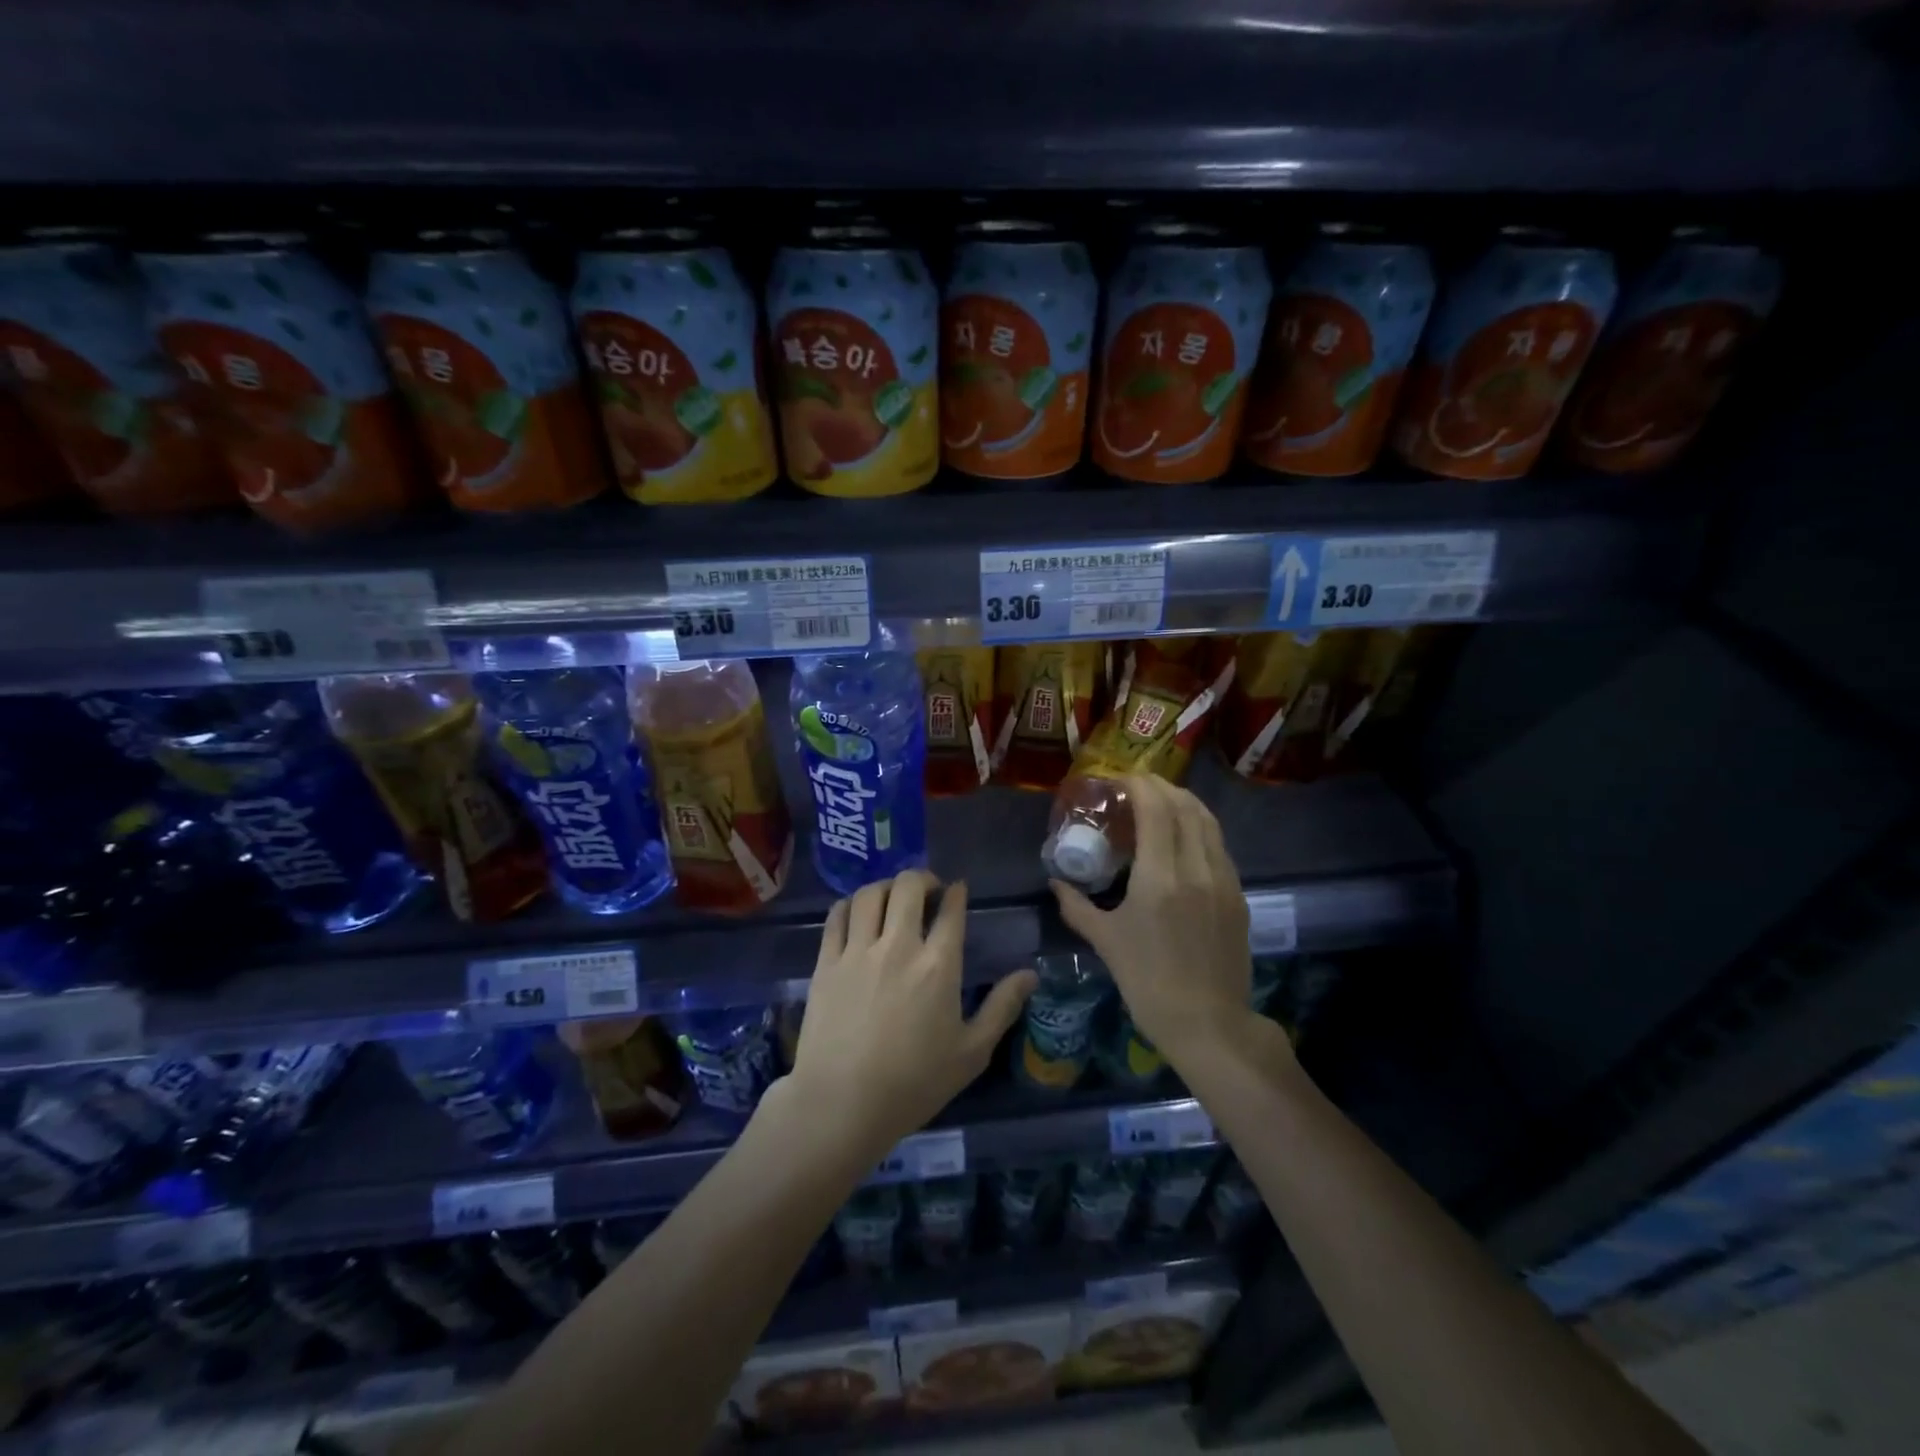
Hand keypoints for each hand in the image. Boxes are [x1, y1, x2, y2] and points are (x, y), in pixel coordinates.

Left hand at [787, 871, 1036, 1162]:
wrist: (841, 1104)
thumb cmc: (913, 1083)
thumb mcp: (971, 1053)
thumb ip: (1002, 1008)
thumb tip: (1030, 974)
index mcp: (939, 965)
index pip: (950, 910)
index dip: (956, 892)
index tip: (957, 890)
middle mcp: (898, 945)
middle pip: (908, 886)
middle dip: (922, 878)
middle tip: (928, 890)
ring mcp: (858, 950)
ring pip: (869, 894)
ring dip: (886, 886)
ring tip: (892, 897)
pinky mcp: (826, 962)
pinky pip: (837, 916)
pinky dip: (850, 905)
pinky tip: (856, 913)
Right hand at [1051, 775, 1268, 1065]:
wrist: (1209, 1025)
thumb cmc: (1148, 983)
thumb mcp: (1106, 942)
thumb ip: (1077, 906)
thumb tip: (1055, 882)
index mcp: (1161, 878)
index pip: (1157, 810)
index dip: (1140, 785)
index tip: (1121, 778)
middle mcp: (1197, 869)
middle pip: (1186, 807)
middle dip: (1162, 787)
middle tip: (1137, 785)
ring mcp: (1224, 881)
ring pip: (1209, 823)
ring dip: (1185, 803)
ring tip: (1162, 801)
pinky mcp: (1238, 896)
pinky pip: (1219, 846)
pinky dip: (1200, 827)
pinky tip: (1185, 837)